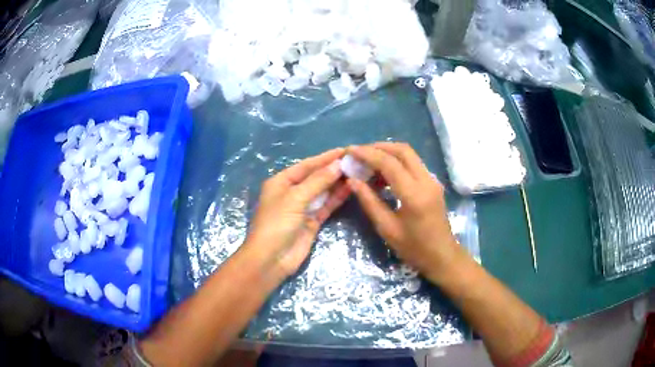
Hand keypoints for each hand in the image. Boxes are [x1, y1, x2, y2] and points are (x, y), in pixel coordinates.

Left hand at [243, 149, 350, 277]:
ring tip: (357, 171)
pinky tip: (350, 188)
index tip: (345, 150)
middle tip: (356, 161)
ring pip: (323, 191)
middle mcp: (292, 192)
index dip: (325, 158)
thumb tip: (337, 164)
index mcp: (281, 181)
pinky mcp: (312, 221)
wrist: (271, 259)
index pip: (307, 165)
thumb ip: (318, 181)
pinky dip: (337, 197)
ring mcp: (303, 207)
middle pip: (316, 177)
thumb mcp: (295, 198)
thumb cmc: (277, 223)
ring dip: (338, 182)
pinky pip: (326, 205)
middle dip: (334, 169)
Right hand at [347, 143, 465, 282]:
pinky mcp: (433, 183)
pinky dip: (397, 162)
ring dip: (388, 153)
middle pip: (402, 150)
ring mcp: (432, 180)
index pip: (389, 163)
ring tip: (368, 164)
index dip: (368, 154)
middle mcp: (426, 181)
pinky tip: (383, 175)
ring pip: (409, 155)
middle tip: (360, 154)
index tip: (350, 150)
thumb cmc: (414, 249)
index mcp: (414, 195)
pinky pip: (413, 164)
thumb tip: (353, 181)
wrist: (442, 256)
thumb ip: (370, 202)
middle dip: (379, 147)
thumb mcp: (387, 229)